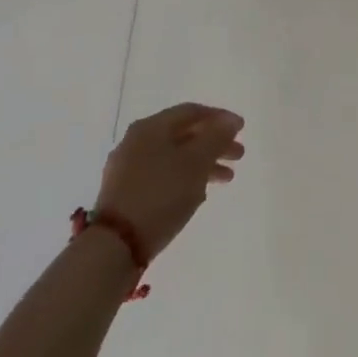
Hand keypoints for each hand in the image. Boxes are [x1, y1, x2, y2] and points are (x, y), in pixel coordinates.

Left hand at [94, 104, 244, 261]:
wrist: (116, 244)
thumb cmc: (161, 194)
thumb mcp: (196, 163)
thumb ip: (216, 138)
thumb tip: (230, 121)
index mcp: (151, 127)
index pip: (192, 111)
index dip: (220, 118)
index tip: (242, 129)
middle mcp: (136, 141)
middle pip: (183, 134)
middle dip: (214, 143)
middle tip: (239, 156)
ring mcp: (128, 168)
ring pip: (174, 157)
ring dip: (202, 163)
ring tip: (226, 178)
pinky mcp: (125, 192)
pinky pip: (162, 175)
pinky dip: (184, 178)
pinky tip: (199, 193)